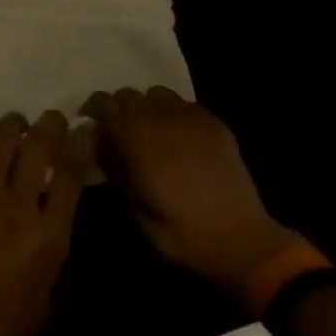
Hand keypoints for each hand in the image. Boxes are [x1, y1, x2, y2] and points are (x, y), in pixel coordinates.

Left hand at [0, 111, 90, 335]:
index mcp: (49, 235)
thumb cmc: (2, 328)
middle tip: (53, 118)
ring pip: (2, 140)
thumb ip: (62, 262)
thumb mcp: (49, 304)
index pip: (71, 174)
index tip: (86, 127)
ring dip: (13, 123)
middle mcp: (19, 205)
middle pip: (39, 146)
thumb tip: (66, 227)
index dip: (82, 143)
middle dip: (51, 123)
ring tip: (17, 122)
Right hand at [82, 88, 301, 307]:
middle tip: (121, 133)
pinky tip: (181, 140)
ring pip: (158, 94)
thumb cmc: (183, 235)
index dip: (95, 110)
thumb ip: (115, 171)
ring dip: (149, 108)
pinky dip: (175, 115)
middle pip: (130, 94)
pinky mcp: (215, 123)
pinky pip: (185, 105)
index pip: (106, 103)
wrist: (243, 242)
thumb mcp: (136, 212)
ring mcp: (192, 117)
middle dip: (120, 109)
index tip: (92, 124)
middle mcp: (163, 119)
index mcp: (139, 140)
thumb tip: (99, 145)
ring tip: (153, 133)